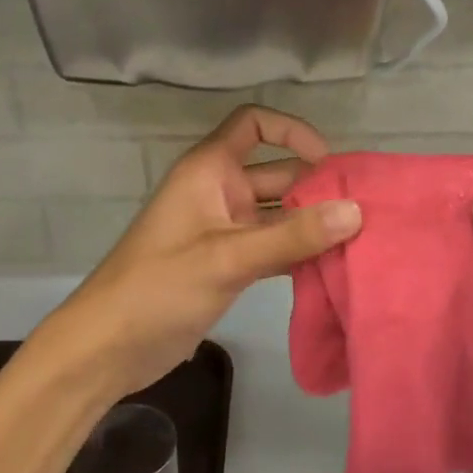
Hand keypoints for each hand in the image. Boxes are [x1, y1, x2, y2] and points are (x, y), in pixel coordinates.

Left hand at [36, 106, 361, 395]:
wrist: (108, 347)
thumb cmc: (159, 287)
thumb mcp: (229, 257)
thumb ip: (293, 235)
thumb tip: (356, 211)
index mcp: (209, 171)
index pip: (253, 124)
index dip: (291, 131)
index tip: (328, 162)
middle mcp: (220, 192)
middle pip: (277, 173)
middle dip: (317, 188)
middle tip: (364, 212)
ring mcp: (225, 231)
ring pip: (279, 215)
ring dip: (312, 225)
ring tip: (360, 240)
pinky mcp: (229, 265)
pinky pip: (273, 247)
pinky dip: (299, 253)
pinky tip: (333, 268)